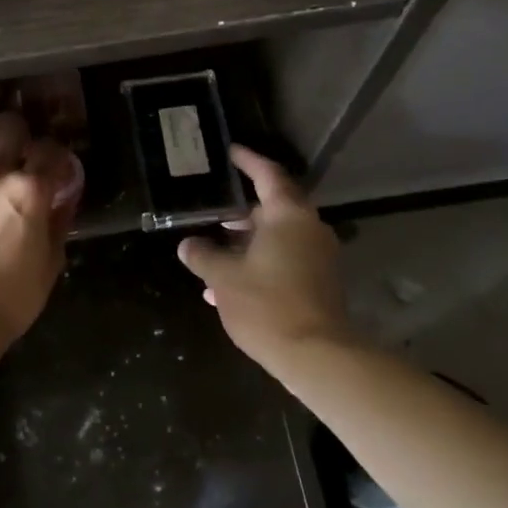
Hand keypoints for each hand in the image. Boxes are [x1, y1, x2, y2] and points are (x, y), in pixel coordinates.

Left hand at [0, 112, 78, 341]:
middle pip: (9, 123)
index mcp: (30, 190)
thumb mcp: (51, 260)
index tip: (53, 165)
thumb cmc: (14, 295)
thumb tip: (61, 199)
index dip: (54, 153)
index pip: (49, 148)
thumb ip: (57, 222)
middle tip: (17, 149)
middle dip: (18, 131)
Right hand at [176, 145, 353, 368]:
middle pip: (273, 207)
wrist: (317, 356)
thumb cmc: (267, 304)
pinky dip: (259, 262)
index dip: (248, 161)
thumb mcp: (224, 278)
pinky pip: (285, 260)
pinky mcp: (320, 282)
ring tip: (213, 250)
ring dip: (247, 241)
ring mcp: (319, 256)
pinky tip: (228, 286)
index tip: (230, 152)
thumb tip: (187, 245)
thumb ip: (203, 256)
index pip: (267, 174)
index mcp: (289, 215)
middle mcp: (309, 228)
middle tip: (213, 208)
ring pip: (277, 237)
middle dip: (241, 210)